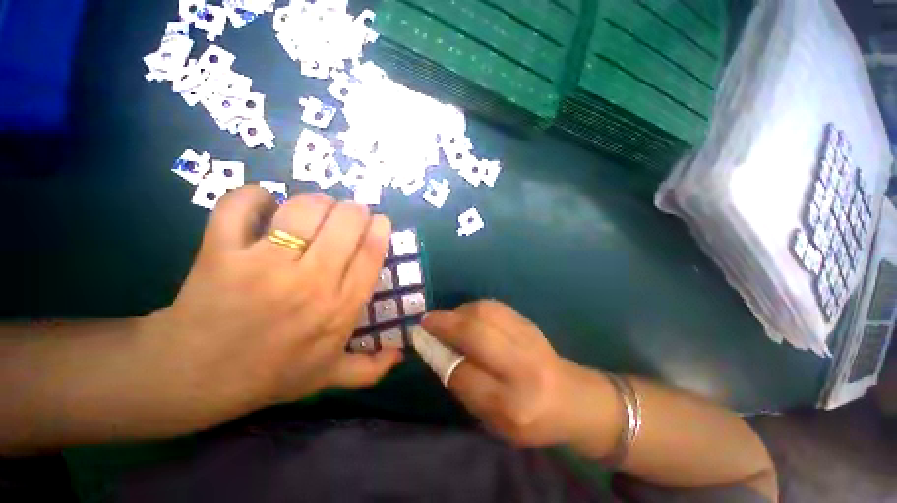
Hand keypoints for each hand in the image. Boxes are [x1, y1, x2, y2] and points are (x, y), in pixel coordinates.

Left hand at [147, 187, 402, 426]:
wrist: (193, 378)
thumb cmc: (269, 374)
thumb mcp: (327, 376)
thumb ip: (370, 370)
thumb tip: (401, 354)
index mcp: (340, 309)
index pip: (372, 253)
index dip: (379, 228)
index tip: (379, 220)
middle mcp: (311, 283)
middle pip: (345, 222)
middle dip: (353, 209)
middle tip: (347, 213)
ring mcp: (264, 267)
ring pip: (303, 209)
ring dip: (316, 199)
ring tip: (313, 208)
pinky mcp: (221, 254)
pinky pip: (241, 206)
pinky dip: (253, 196)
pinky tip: (261, 203)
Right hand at [422, 301, 603, 448]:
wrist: (574, 399)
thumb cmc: (531, 420)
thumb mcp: (494, 421)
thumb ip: (465, 387)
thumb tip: (438, 350)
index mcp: (512, 405)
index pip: (463, 374)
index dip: (439, 355)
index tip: (424, 342)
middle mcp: (522, 369)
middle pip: (476, 335)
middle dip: (445, 324)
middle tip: (427, 321)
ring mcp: (529, 340)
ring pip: (485, 313)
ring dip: (458, 312)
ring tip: (447, 319)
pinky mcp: (530, 323)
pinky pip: (495, 307)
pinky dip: (474, 307)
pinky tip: (467, 315)